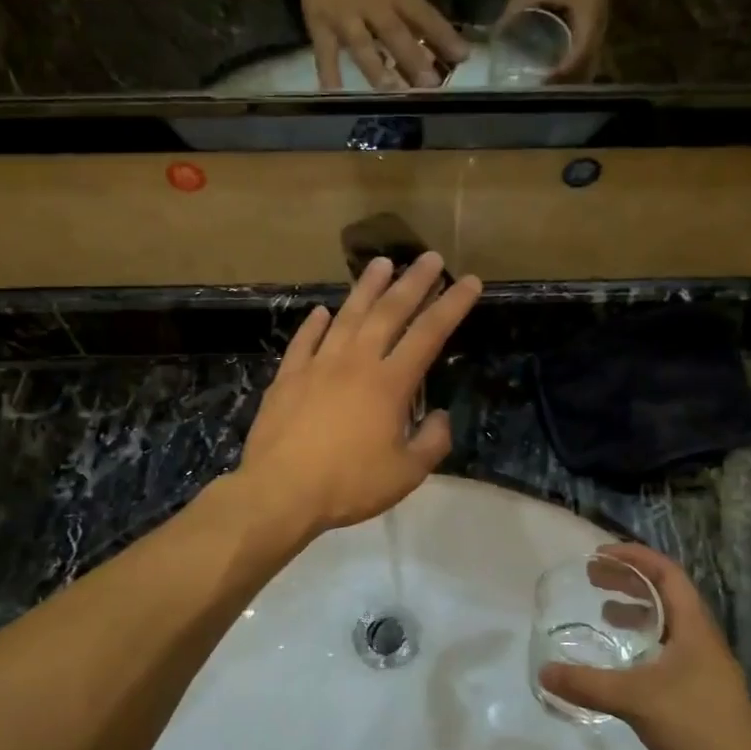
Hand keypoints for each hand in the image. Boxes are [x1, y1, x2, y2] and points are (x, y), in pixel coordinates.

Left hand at [239, 252, 481, 533]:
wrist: (280, 492)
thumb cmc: (348, 485)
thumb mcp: (406, 474)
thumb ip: (432, 442)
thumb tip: (439, 416)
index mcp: (389, 383)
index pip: (429, 334)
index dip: (452, 305)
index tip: (469, 281)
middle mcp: (355, 362)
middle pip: (389, 312)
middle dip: (413, 282)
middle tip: (429, 257)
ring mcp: (318, 366)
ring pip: (347, 316)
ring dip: (366, 288)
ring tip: (381, 263)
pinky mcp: (288, 378)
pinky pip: (304, 341)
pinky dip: (315, 324)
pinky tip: (322, 311)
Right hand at [295, 0, 469, 90]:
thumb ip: (417, 15)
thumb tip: (443, 49)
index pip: (424, 15)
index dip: (443, 35)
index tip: (462, 56)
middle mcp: (371, 5)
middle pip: (394, 33)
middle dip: (412, 58)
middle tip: (429, 84)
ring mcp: (343, 17)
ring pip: (361, 46)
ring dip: (377, 68)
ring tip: (391, 90)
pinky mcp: (318, 27)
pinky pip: (324, 54)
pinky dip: (329, 74)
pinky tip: (334, 94)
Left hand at [499, 0, 613, 79]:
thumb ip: (516, 7)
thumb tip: (496, 32)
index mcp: (587, 24)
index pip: (575, 61)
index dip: (558, 77)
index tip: (540, 87)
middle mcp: (597, 34)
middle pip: (582, 70)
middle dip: (562, 84)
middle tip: (539, 94)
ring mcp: (599, 33)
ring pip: (585, 66)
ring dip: (568, 79)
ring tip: (546, 88)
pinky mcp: (595, 30)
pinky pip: (585, 56)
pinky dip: (572, 67)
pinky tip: (555, 70)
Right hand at [540, 543, 750, 749]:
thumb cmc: (696, 727)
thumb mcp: (635, 700)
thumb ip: (587, 684)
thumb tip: (544, 672)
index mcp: (694, 628)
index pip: (667, 574)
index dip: (635, 557)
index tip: (600, 554)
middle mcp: (702, 640)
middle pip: (666, 595)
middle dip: (630, 581)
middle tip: (593, 578)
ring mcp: (703, 668)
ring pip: (667, 625)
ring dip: (636, 612)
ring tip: (603, 614)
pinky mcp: (699, 694)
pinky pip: (666, 652)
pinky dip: (641, 644)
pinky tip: (622, 664)